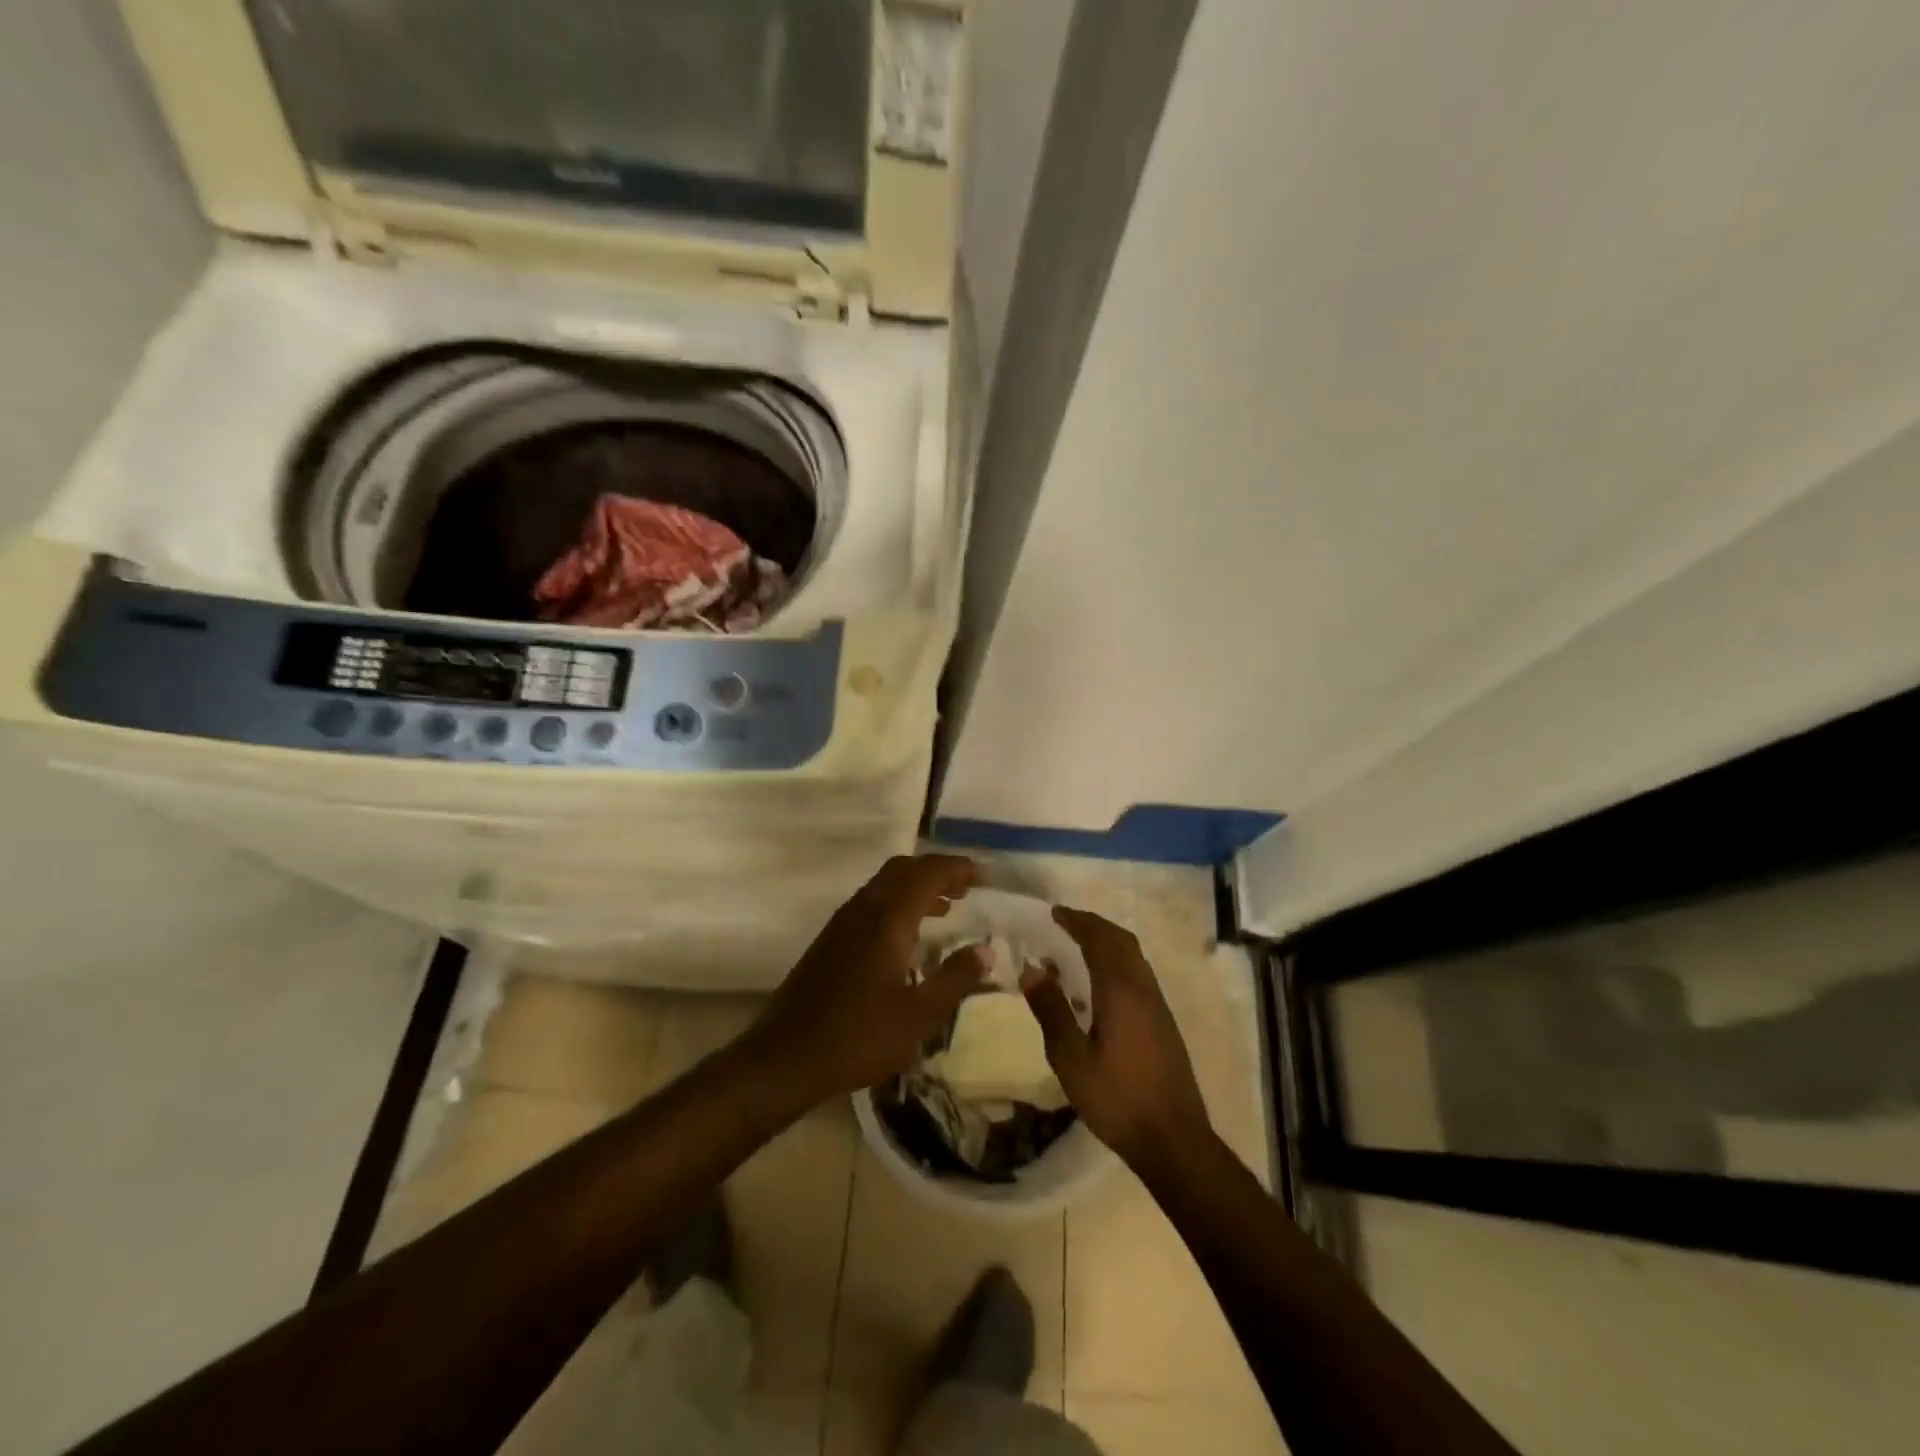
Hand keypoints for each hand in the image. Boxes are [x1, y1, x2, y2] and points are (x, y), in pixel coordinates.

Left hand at [746, 854, 986, 1104]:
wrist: (787, 1056)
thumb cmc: (859, 1036)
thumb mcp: (919, 1015)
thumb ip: (955, 978)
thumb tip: (986, 949)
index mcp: (887, 918)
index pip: (928, 873)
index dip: (959, 868)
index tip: (985, 876)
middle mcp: (864, 908)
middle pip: (904, 869)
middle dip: (937, 871)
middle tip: (967, 888)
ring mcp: (843, 922)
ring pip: (885, 884)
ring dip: (917, 886)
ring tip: (947, 907)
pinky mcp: (831, 939)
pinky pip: (872, 902)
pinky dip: (898, 903)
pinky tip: (909, 935)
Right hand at [1023, 906, 1212, 1175]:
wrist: (1173, 1139)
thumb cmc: (1117, 1098)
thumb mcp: (1071, 1058)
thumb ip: (1051, 1010)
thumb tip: (1031, 969)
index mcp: (1120, 990)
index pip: (1099, 939)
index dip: (1077, 921)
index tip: (1054, 913)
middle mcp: (1143, 988)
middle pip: (1121, 941)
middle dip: (1094, 926)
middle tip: (1065, 923)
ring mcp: (1158, 1005)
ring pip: (1133, 957)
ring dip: (1107, 943)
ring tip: (1077, 949)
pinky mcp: (1163, 1023)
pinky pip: (1138, 975)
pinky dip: (1116, 963)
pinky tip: (1098, 987)